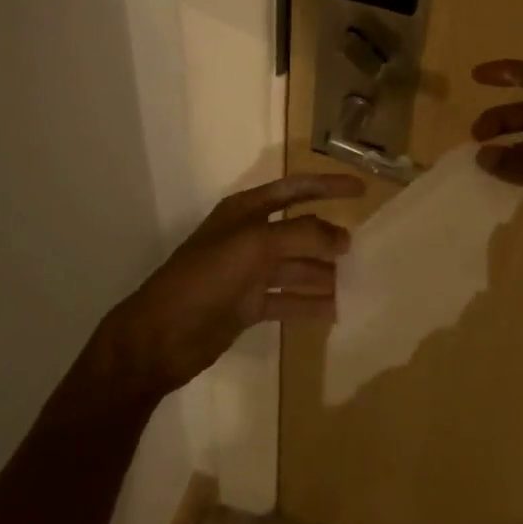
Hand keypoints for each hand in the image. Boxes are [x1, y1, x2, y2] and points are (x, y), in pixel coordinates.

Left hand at [98, 172, 365, 397]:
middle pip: (299, 230)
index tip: (362, 189)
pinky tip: (335, 311)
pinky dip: (310, 303)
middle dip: (328, 236)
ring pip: (296, 267)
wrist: (160, 337)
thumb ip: (301, 235)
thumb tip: (343, 237)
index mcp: (245, 212)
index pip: (295, 190)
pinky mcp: (247, 306)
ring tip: (357, 282)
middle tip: (362, 248)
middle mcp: (249, 238)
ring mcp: (248, 274)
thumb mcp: (254, 246)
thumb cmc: (205, 279)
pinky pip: (287, 299)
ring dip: (324, 273)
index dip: (328, 186)